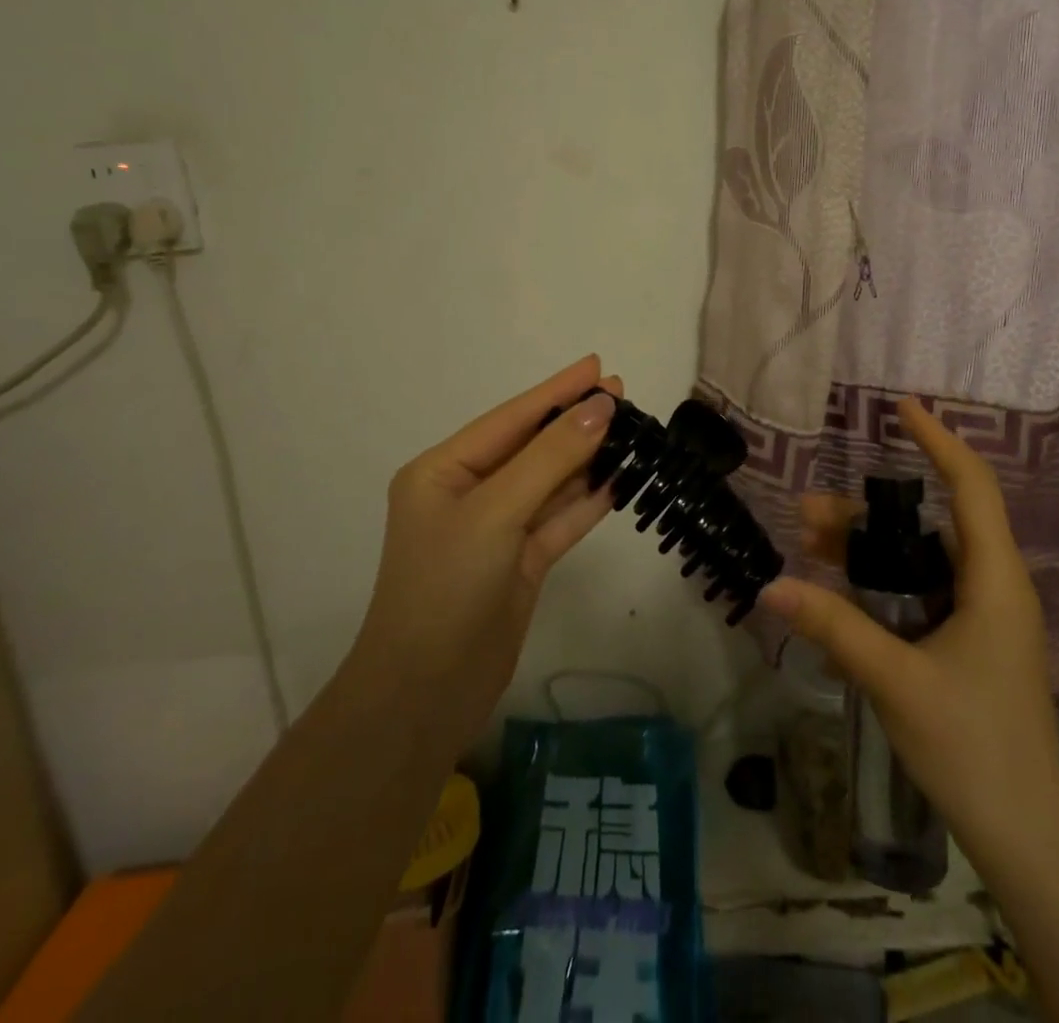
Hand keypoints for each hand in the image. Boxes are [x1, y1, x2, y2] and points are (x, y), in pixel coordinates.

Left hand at [354, 355, 620, 758]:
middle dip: (575, 422)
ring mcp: (497, 530)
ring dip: (587, 459)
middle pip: (532, 447)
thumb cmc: (447, 586)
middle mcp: (470, 494)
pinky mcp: (521, 562)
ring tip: (631, 431)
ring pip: (551, 482)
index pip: (510, 419)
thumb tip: (600, 409)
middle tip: (623, 394)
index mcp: (443, 471)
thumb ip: (551, 458)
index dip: (555, 391)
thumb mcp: (496, 512)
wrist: (427, 693)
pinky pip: (560, 520)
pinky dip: (588, 501)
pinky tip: (620, 479)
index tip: (596, 366)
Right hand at [758, 397, 1058, 870]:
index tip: (903, 407)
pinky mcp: (969, 642)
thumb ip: (834, 627)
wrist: (1026, 839)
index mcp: (995, 580)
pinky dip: (881, 579)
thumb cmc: (973, 747)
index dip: (939, 440)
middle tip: (807, 511)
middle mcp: (994, 586)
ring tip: (808, 542)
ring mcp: (983, 616)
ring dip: (868, 546)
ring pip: (921, 557)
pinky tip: (839, 588)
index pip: (971, 486)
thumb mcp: (896, 680)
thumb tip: (770, 586)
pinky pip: (921, 589)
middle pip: (931, 521)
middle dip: (868, 510)